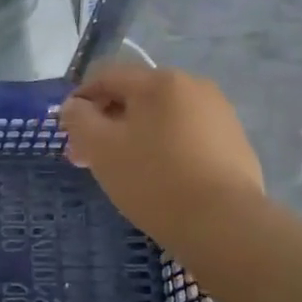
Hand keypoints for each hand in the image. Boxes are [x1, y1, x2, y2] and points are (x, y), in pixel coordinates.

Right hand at [59, 62, 264, 251]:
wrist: (224, 225)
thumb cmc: (154, 179)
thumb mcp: (101, 148)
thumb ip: (79, 119)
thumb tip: (75, 106)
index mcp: (160, 81)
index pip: (107, 77)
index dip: (80, 100)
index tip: (67, 132)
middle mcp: (193, 86)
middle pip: (136, 96)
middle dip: (107, 122)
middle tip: (89, 157)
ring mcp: (219, 114)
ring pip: (162, 117)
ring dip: (135, 135)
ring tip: (123, 170)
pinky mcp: (234, 142)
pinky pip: (186, 136)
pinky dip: (165, 148)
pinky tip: (159, 178)